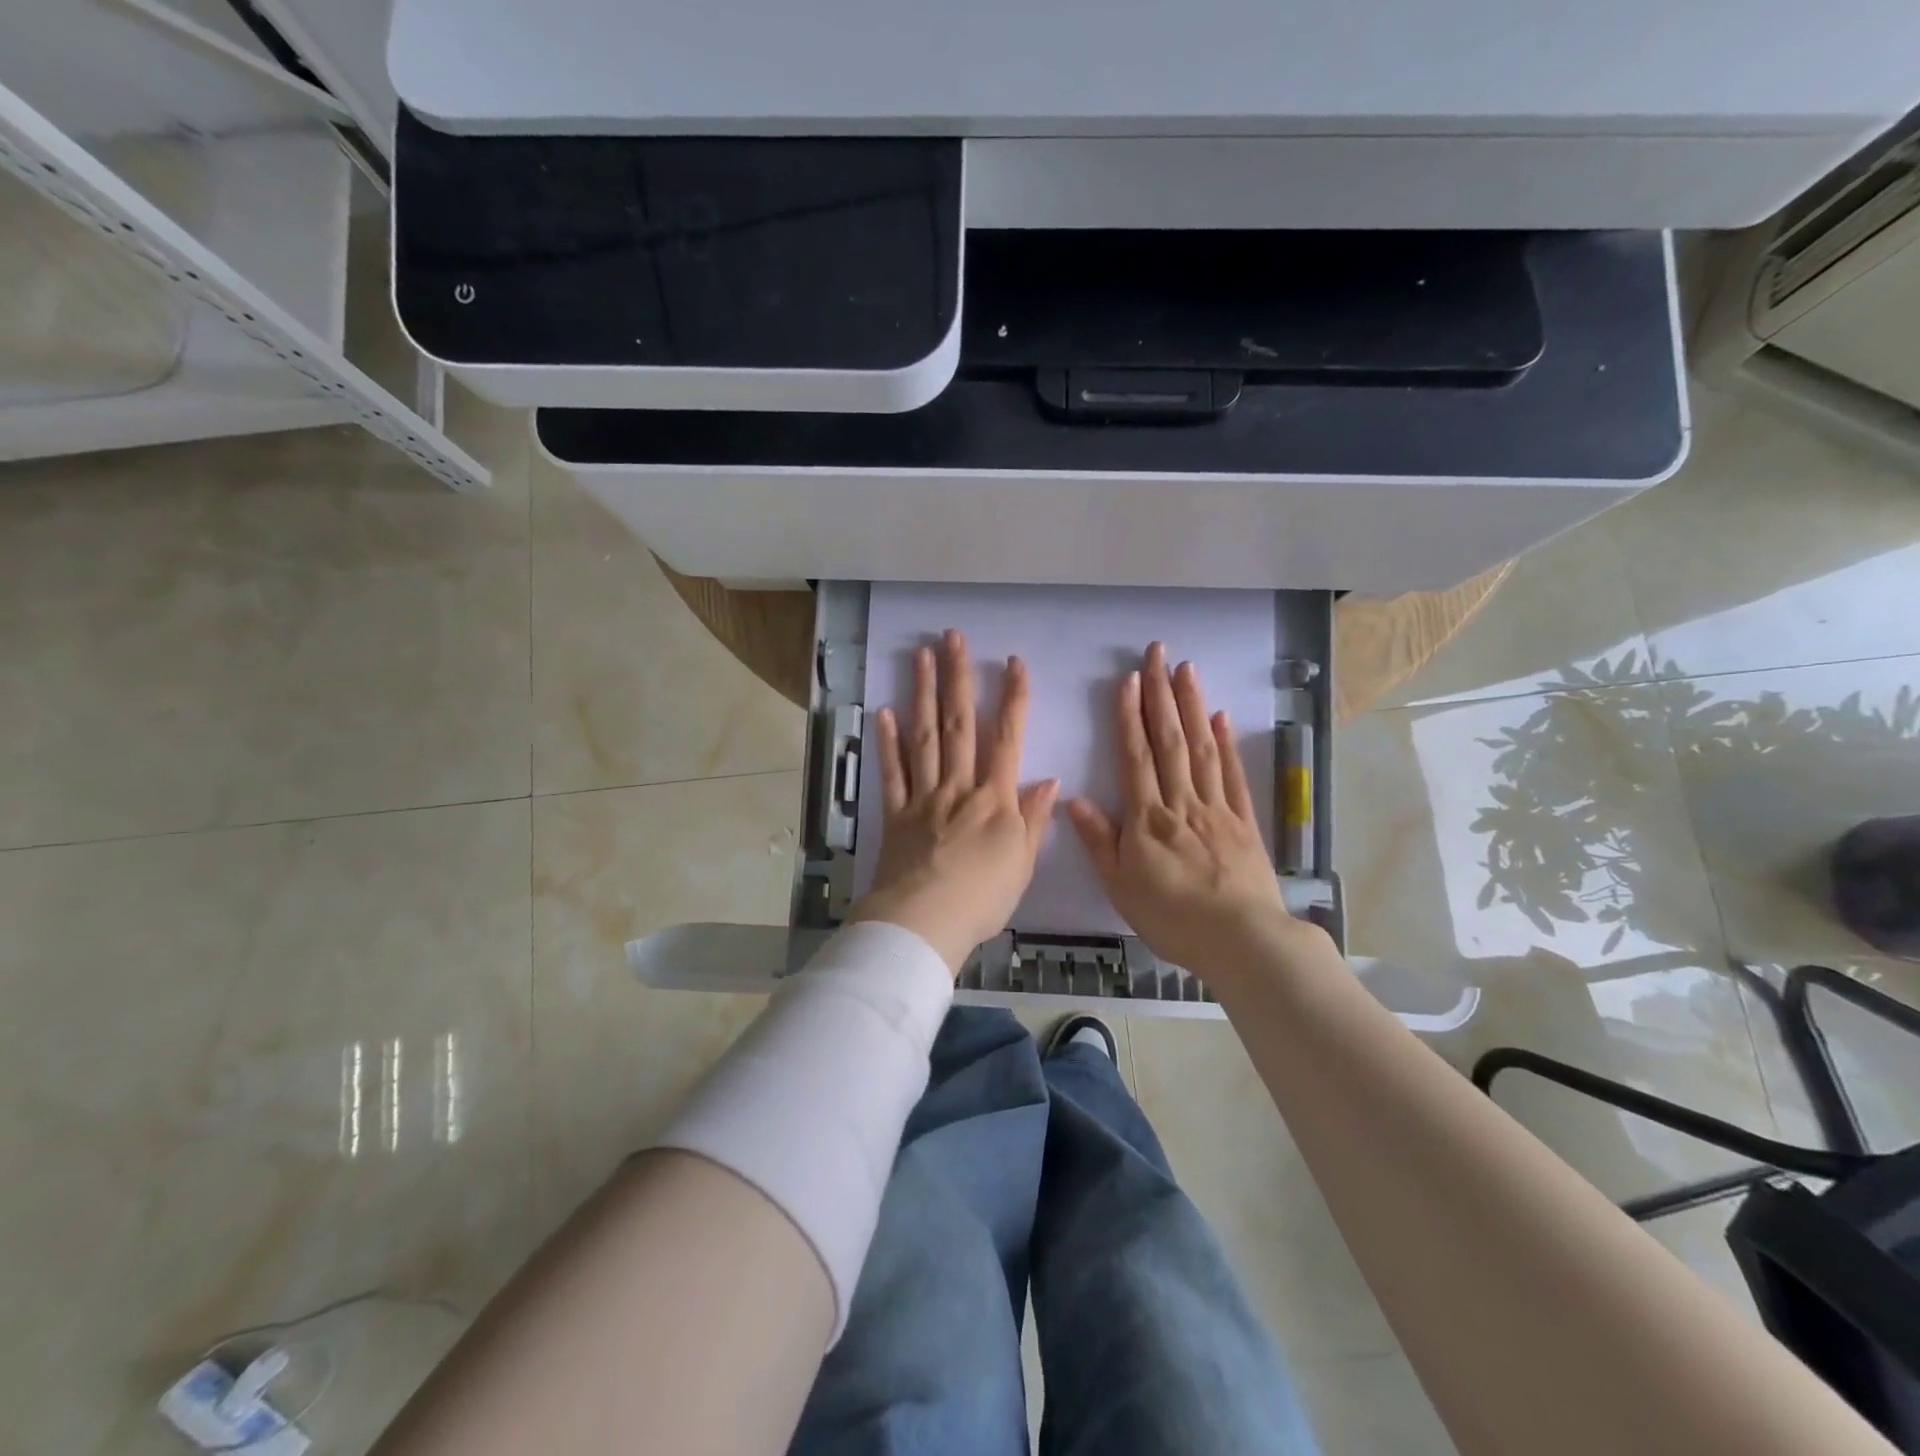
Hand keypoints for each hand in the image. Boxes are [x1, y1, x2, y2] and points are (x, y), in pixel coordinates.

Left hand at [848, 629, 1059, 973]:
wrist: (924, 924)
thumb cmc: (982, 899)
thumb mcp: (1022, 863)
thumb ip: (1034, 819)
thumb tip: (1050, 780)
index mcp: (993, 800)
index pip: (1007, 739)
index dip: (1013, 699)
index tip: (1014, 663)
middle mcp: (958, 787)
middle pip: (959, 725)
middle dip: (958, 678)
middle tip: (953, 637)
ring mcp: (922, 797)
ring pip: (924, 737)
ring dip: (923, 694)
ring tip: (921, 656)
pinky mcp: (895, 813)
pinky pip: (892, 772)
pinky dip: (887, 742)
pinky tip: (885, 711)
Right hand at [1067, 642, 1316, 981]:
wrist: (1241, 941)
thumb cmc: (1172, 918)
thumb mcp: (1121, 886)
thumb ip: (1099, 840)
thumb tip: (1075, 799)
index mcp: (1148, 819)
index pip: (1136, 757)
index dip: (1129, 716)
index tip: (1127, 679)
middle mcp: (1182, 803)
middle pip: (1170, 741)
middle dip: (1161, 695)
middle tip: (1158, 653)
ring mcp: (1217, 809)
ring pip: (1202, 749)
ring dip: (1193, 706)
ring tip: (1187, 670)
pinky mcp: (1244, 822)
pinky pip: (1233, 776)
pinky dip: (1227, 744)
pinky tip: (1222, 717)